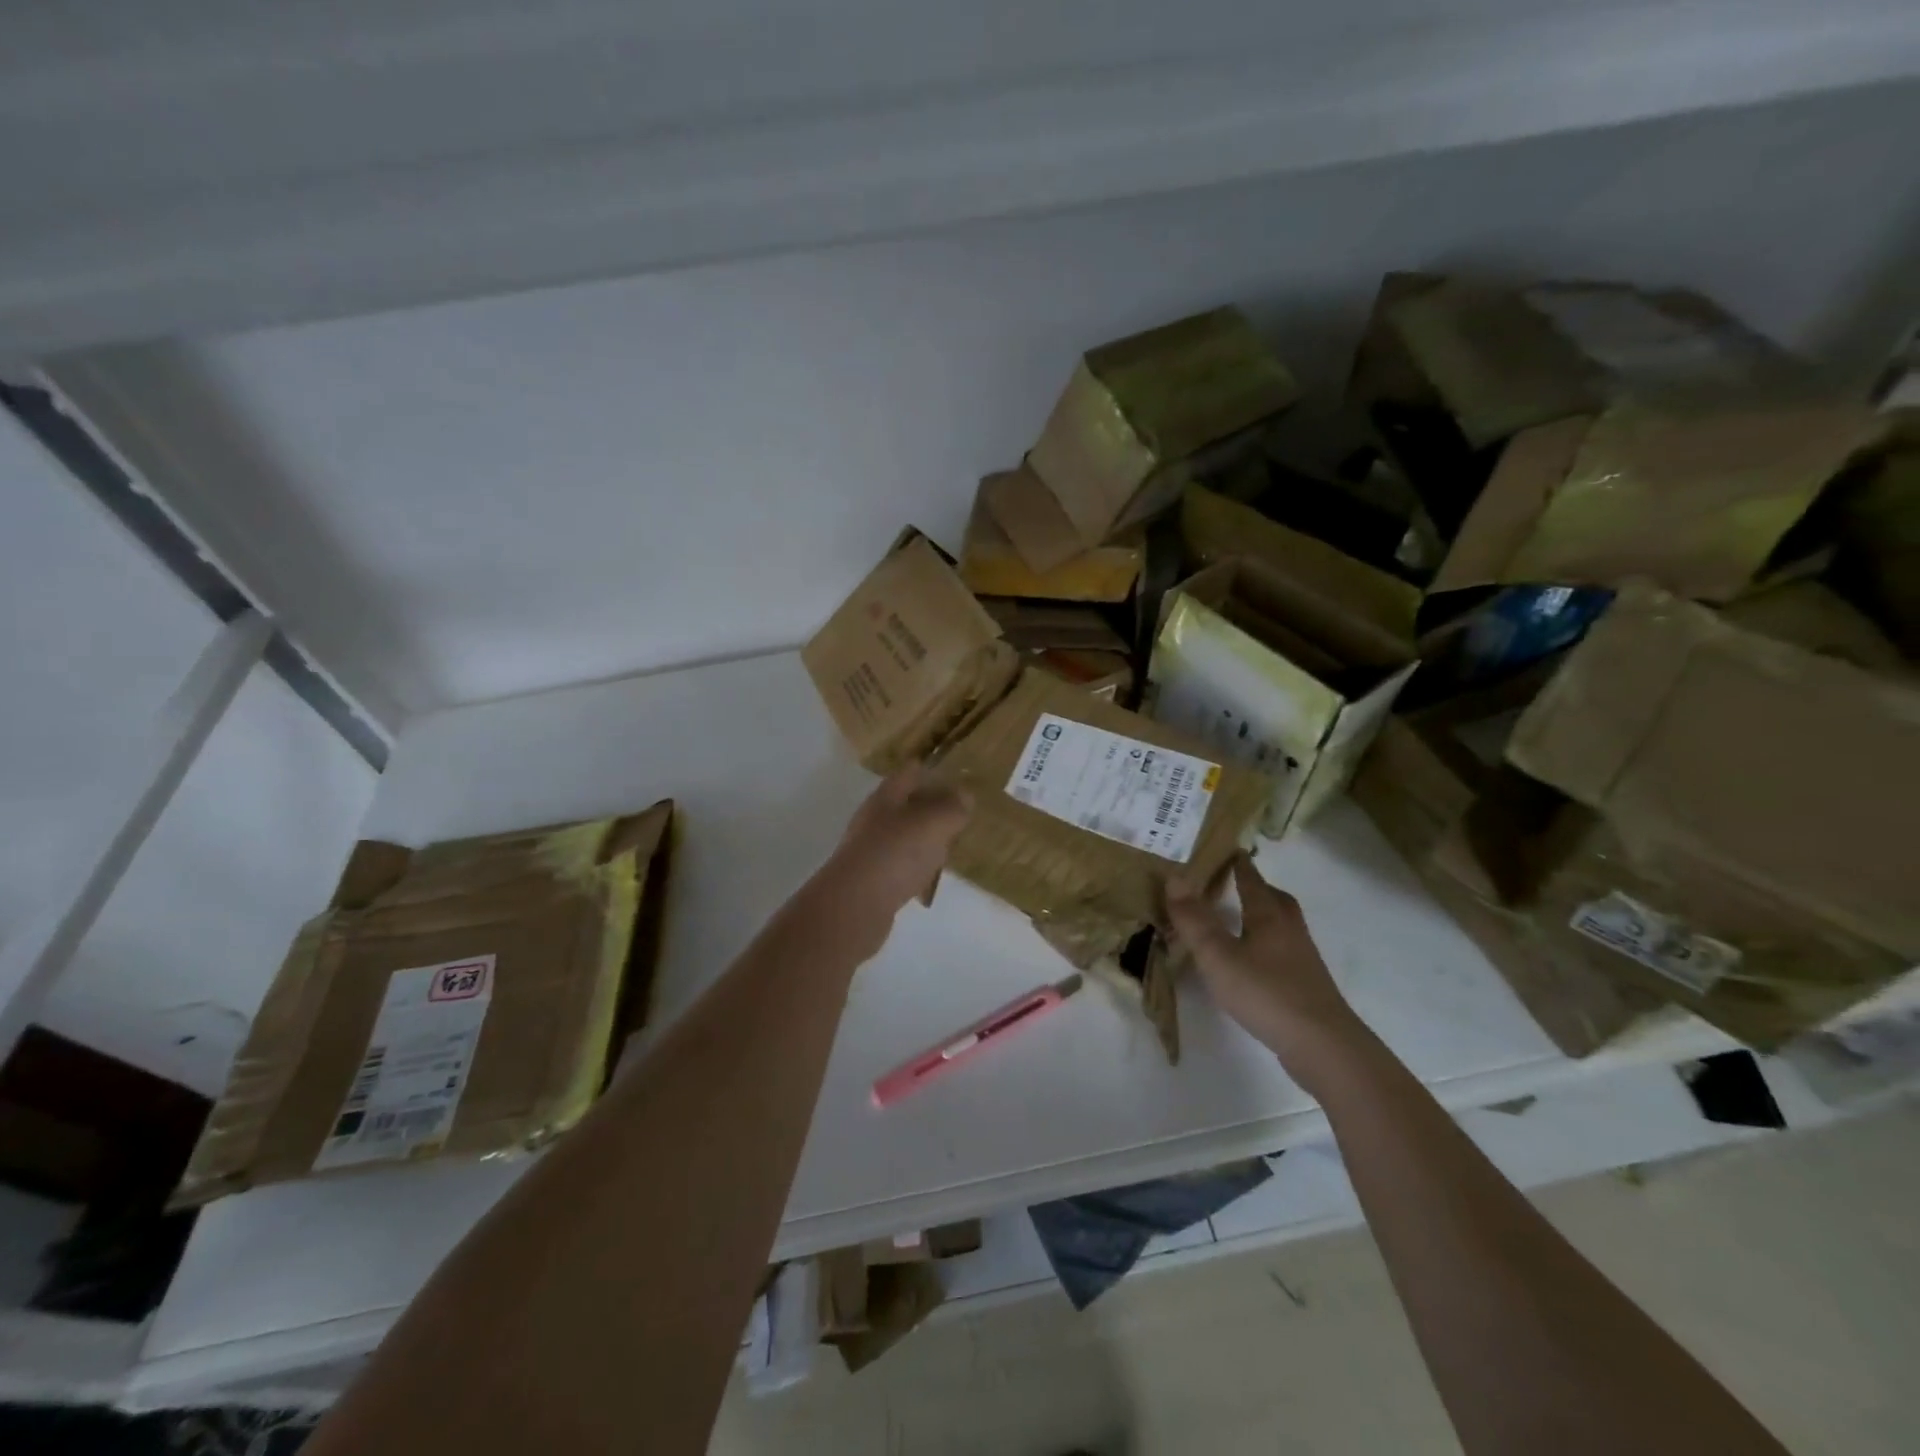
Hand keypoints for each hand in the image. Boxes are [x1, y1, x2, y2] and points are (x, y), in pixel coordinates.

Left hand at [813, 765, 972, 954]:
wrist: (855, 905)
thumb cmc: (896, 853)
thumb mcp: (934, 824)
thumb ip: (952, 807)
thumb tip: (965, 795)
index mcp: (887, 796)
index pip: (910, 772)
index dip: (933, 770)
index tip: (958, 776)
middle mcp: (875, 818)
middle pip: (906, 803)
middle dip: (931, 806)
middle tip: (960, 812)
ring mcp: (871, 849)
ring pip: (904, 835)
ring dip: (925, 838)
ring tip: (950, 844)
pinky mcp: (872, 879)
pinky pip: (900, 864)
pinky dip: (916, 866)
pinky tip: (929, 878)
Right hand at [1167, 855, 1365, 1084]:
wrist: (1323, 1046)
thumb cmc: (1266, 993)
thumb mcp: (1219, 956)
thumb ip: (1194, 920)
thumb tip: (1174, 877)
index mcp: (1269, 915)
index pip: (1252, 879)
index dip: (1238, 864)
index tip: (1227, 849)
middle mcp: (1289, 929)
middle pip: (1274, 899)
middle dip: (1255, 887)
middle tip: (1233, 882)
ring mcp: (1302, 958)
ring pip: (1281, 925)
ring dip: (1262, 915)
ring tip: (1239, 919)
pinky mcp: (1305, 984)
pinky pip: (1282, 950)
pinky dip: (1266, 944)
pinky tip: (1252, 960)